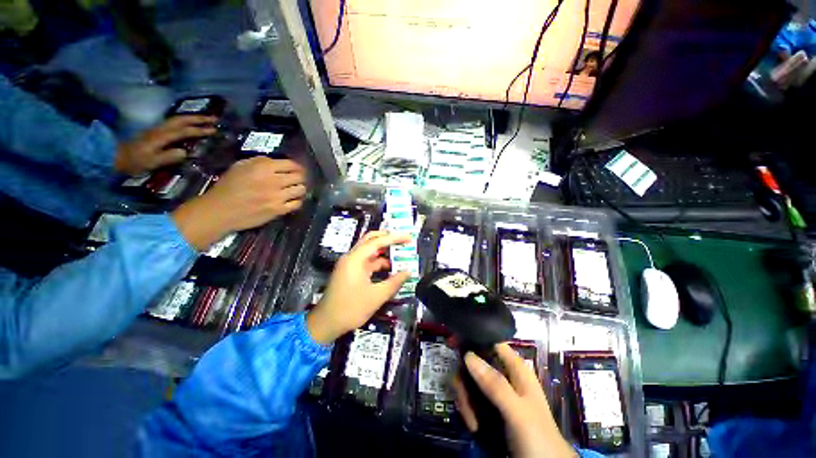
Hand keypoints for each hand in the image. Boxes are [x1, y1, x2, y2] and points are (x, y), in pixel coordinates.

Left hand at [115, 115, 216, 174]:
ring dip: (192, 118)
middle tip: (215, 119)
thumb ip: (168, 156)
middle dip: (198, 118)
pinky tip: (190, 124)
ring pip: (178, 119)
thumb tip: (185, 152)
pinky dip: (185, 121)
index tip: (214, 130)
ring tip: (206, 119)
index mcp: (162, 136)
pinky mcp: (156, 132)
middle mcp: (160, 129)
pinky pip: (174, 123)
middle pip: (181, 120)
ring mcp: (157, 129)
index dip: (200, 130)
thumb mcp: (151, 162)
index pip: (184, 131)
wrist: (114, 156)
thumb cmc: (134, 161)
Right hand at [171, 157, 306, 249]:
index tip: (297, 169)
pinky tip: (292, 200)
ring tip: (294, 189)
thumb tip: (278, 164)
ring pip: (301, 190)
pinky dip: (297, 201)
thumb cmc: (228, 186)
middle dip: (300, 177)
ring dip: (300, 188)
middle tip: (297, 179)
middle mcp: (274, 181)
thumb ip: (261, 162)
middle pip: (299, 177)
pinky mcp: (278, 210)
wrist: (220, 210)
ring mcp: (277, 197)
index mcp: (264, 167)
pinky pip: (297, 204)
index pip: (291, 164)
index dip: (297, 166)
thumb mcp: (241, 165)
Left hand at [307, 231, 411, 343]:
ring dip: (385, 252)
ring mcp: (350, 264)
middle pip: (371, 240)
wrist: (326, 324)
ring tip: (400, 255)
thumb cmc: (350, 309)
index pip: (377, 241)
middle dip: (388, 238)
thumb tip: (408, 272)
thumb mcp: (376, 297)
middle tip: (403, 241)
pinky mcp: (351, 272)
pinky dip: (379, 262)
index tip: (408, 237)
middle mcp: (351, 257)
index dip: (394, 238)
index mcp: (355, 259)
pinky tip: (390, 268)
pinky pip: (367, 261)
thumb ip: (394, 283)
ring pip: (369, 251)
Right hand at [453, 344, 575, 457]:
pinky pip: (471, 398)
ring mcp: (496, 391)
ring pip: (470, 380)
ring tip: (471, 421)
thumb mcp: (518, 412)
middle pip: (475, 362)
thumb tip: (467, 355)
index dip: (472, 339)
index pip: (492, 342)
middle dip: (465, 380)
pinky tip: (473, 426)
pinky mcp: (490, 407)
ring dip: (466, 399)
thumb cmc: (538, 438)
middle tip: (463, 399)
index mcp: (516, 368)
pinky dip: (468, 409)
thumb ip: (495, 385)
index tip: (451, 344)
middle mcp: (504, 375)